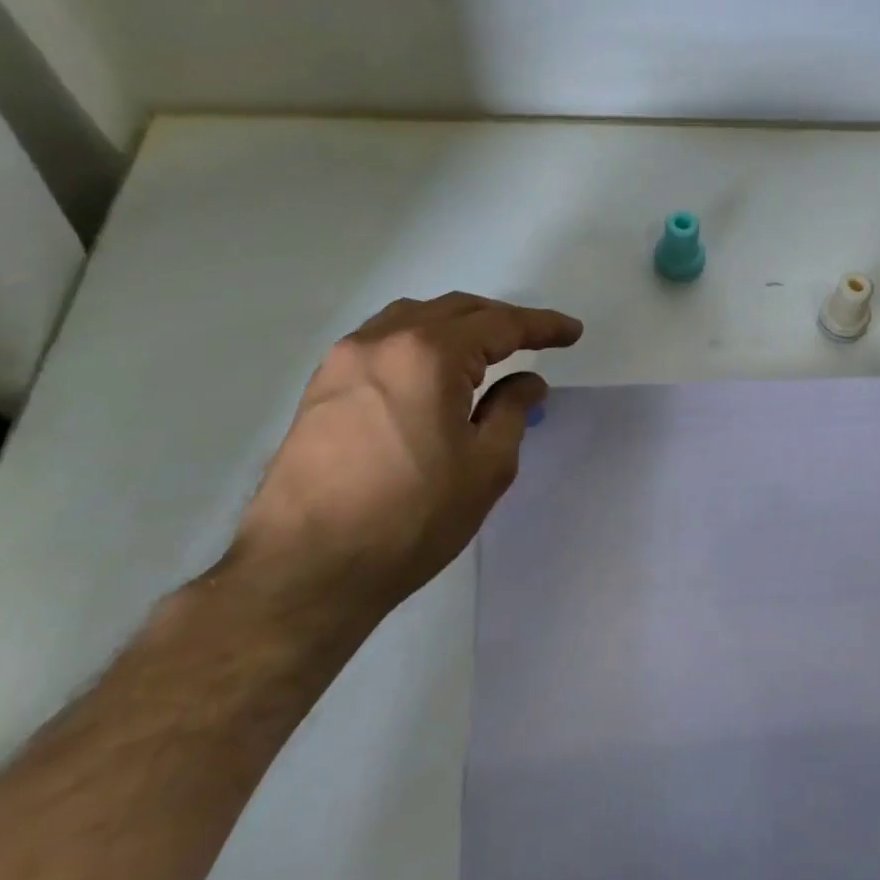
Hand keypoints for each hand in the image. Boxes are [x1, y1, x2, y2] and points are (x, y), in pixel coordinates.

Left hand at [231, 293, 582, 623]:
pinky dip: (419, 341)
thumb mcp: (485, 466)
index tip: (572, 332)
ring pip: (413, 318)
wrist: (307, 568)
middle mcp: (382, 341)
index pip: (499, 325)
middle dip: (501, 320)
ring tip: (484, 349)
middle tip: (536, 338)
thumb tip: (527, 382)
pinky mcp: (322, 387)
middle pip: (455, 310)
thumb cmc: (412, 517)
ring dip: (456, 325)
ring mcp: (344, 361)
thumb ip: (512, 411)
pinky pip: (382, 341)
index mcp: (428, 355)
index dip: (541, 326)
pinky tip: (431, 370)